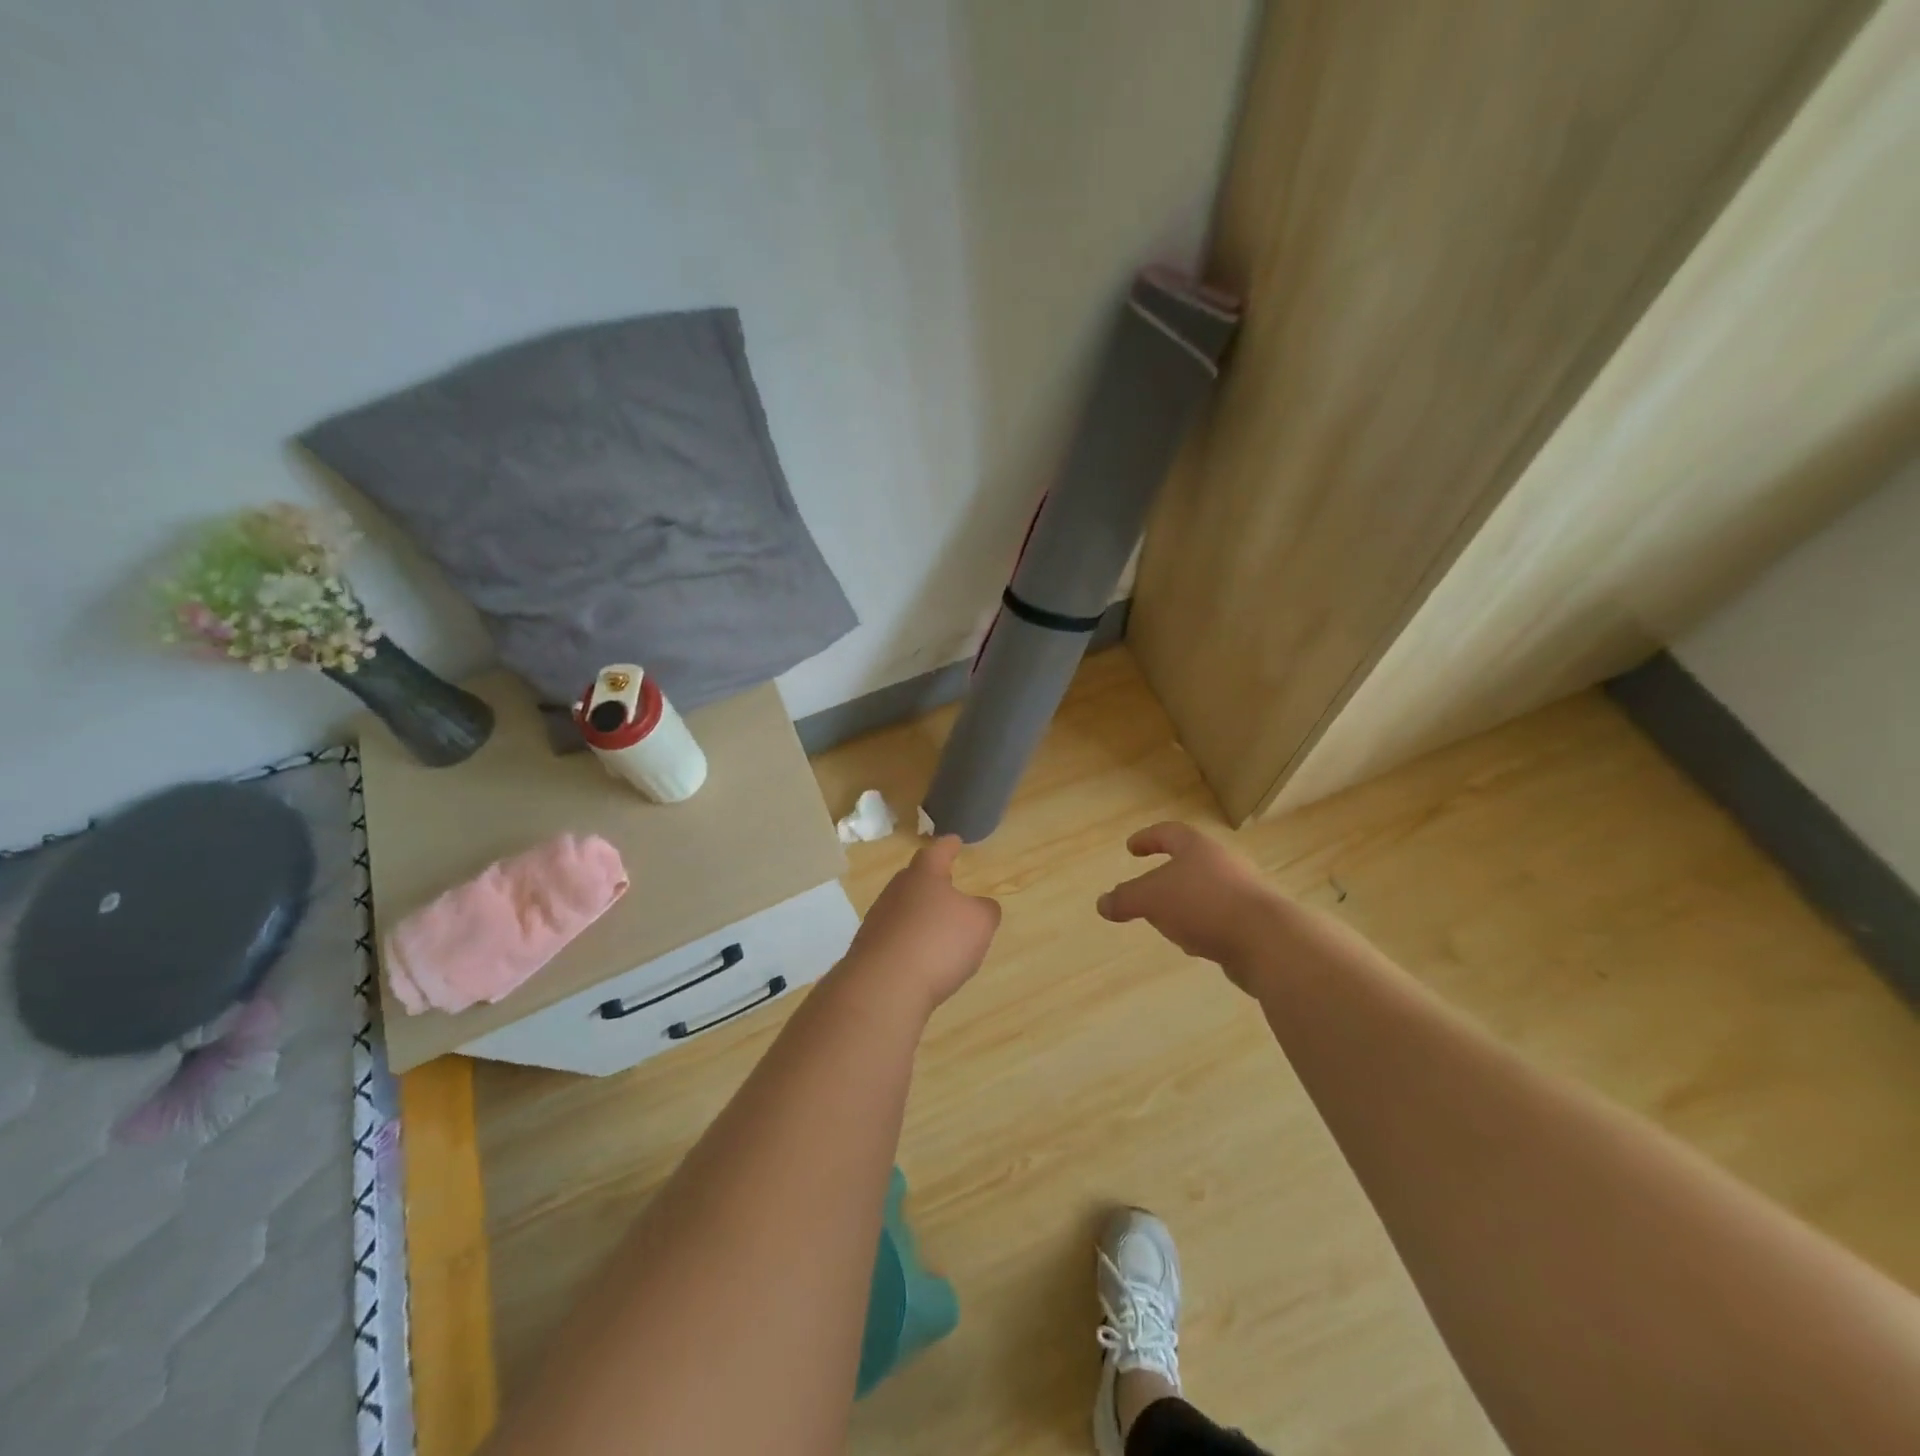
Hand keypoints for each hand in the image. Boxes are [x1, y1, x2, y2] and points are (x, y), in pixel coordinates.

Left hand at [842, 836, 1001, 1013]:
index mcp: (924, 875)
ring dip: (920, 915)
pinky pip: (896, 938)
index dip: (948, 846)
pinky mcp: (869, 950)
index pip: (937, 852)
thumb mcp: (979, 923)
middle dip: (931, 881)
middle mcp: (896, 891)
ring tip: (938, 927)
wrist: (884, 986)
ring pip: (903, 909)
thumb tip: (981, 907)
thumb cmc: (938, 941)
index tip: (954, 840)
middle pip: (914, 879)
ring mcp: (878, 920)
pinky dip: (911, 943)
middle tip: (947, 884)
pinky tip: (922, 960)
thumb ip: (985, 910)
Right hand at [1098, 822, 1280, 981]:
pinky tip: (1195, 945)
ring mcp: (1243, 892)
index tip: (1131, 849)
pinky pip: (1220, 918)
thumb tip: (1102, 903)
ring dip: (1184, 904)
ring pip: (1205, 892)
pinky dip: (1202, 926)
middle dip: (1167, 876)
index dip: (1147, 838)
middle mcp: (1223, 863)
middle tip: (1147, 889)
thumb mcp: (1151, 899)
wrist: (1268, 941)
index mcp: (1198, 848)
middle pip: (1190, 862)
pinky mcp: (1256, 923)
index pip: (1168, 833)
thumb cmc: (1203, 905)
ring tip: (1167, 922)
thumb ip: (1125, 899)